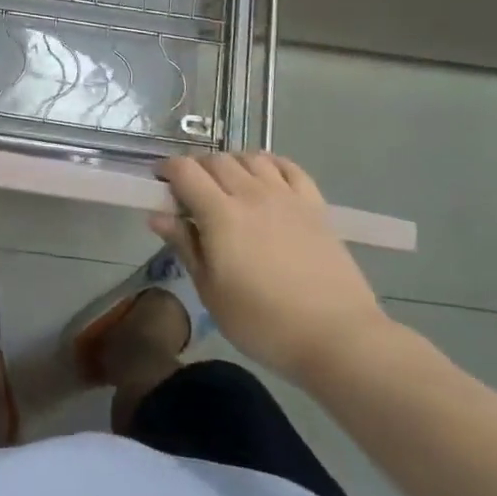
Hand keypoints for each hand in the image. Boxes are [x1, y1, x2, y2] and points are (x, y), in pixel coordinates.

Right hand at [151, 152, 390, 385]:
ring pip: (250, 158)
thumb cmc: (264, 323)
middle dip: (196, 168)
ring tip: (227, 186)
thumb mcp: (211, 292)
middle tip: (190, 192)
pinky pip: (289, 167)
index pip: (185, 171)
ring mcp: (286, 196)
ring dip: (231, 164)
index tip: (159, 182)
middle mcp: (251, 194)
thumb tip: (158, 215)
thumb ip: (185, 246)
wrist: (338, 338)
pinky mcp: (315, 205)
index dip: (166, 169)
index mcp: (220, 214)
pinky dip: (270, 164)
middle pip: (216, 160)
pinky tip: (265, 178)